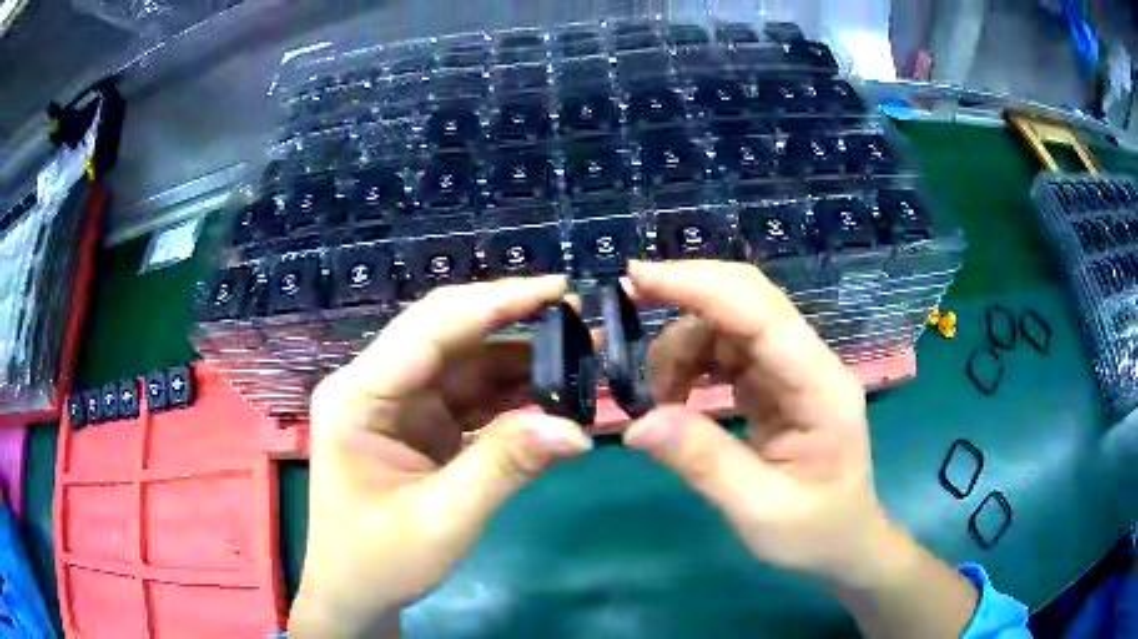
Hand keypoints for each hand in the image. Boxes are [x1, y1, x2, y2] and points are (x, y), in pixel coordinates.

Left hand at [290, 277, 591, 637]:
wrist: (356, 592)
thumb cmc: (380, 561)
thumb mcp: (443, 521)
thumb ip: (504, 468)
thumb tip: (577, 430)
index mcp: (358, 396)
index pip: (429, 330)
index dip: (495, 304)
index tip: (558, 291)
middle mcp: (375, 385)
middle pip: (448, 335)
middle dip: (513, 323)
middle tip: (579, 317)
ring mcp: (398, 404)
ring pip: (465, 363)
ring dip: (521, 360)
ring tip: (580, 356)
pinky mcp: (420, 423)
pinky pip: (471, 397)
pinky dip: (512, 396)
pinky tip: (553, 396)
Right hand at [622, 259, 894, 587]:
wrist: (844, 543)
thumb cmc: (815, 533)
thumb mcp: (759, 511)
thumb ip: (704, 463)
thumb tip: (637, 425)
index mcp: (821, 388)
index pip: (762, 316)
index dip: (701, 288)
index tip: (639, 277)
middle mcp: (810, 365)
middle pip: (749, 300)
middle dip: (688, 293)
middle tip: (629, 301)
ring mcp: (793, 371)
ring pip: (730, 324)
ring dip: (684, 344)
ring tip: (658, 396)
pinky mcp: (776, 384)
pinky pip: (728, 352)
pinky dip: (692, 363)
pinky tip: (676, 396)